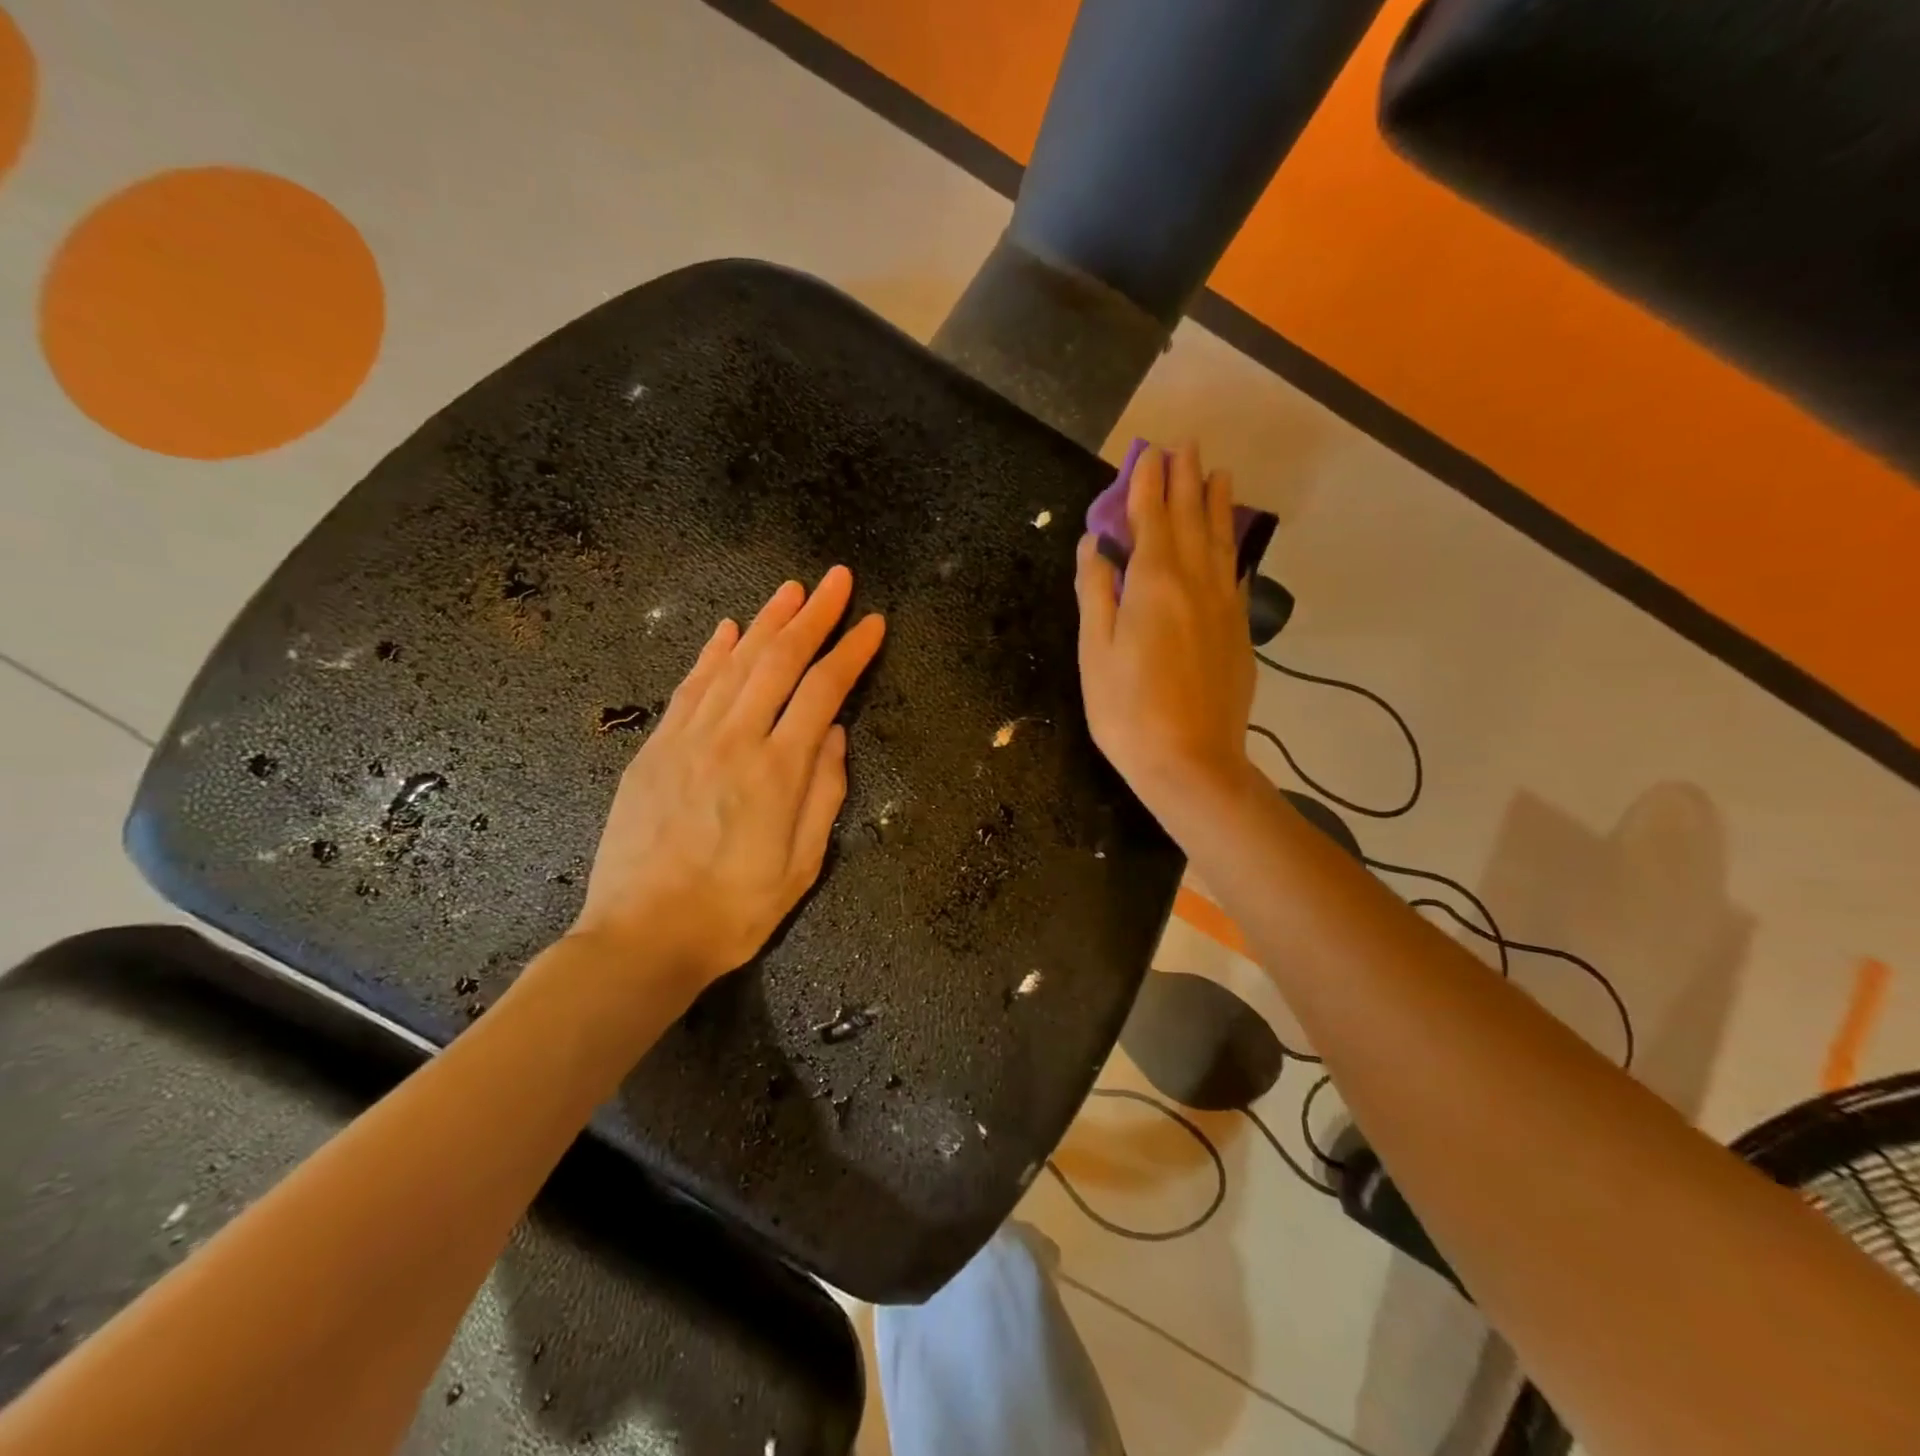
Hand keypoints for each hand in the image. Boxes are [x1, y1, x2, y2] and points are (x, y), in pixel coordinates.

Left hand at [571, 567, 885, 997]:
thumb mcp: (802, 865)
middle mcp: (733, 740)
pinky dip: (712, 653)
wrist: (642, 937)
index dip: (851, 652)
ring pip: (733, 663)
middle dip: (813, 616)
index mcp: (777, 771)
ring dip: (766, 621)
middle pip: (778, 660)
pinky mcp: (655, 749)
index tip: (874, 623)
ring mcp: (687, 739)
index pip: (823, 691)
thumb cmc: (734, 911)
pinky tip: (729, 629)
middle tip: (837, 580)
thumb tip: (835, 734)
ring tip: (792, 589)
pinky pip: (689, 688)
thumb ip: (824, 793)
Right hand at [1075, 442, 1254, 820]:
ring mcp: (1223, 606)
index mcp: (1153, 583)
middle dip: (1185, 480)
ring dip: (1217, 504)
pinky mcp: (1238, 630)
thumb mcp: (1096, 651)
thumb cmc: (1127, 710)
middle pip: (1190, 520)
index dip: (1148, 484)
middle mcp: (1194, 582)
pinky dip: (1231, 547)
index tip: (1150, 452)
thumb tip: (1095, 543)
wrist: (1191, 761)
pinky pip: (1235, 573)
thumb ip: (1096, 592)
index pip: (1151, 519)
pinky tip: (1231, 541)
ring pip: (1220, 542)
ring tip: (1218, 474)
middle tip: (1186, 447)